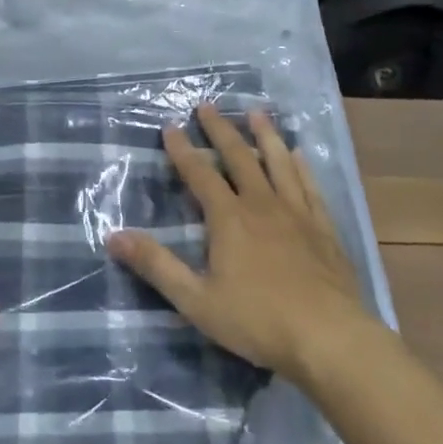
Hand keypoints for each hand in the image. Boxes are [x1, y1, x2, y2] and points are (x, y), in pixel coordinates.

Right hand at [108, 105, 377, 381]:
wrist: (329, 338)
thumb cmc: (258, 321)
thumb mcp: (196, 300)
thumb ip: (156, 265)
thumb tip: (113, 236)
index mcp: (229, 219)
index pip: (199, 174)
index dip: (182, 150)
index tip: (170, 126)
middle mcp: (261, 204)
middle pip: (238, 157)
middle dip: (219, 130)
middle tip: (207, 105)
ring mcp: (297, 213)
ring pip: (278, 162)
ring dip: (265, 135)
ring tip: (257, 113)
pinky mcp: (324, 228)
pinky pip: (310, 186)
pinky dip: (301, 167)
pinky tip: (299, 155)